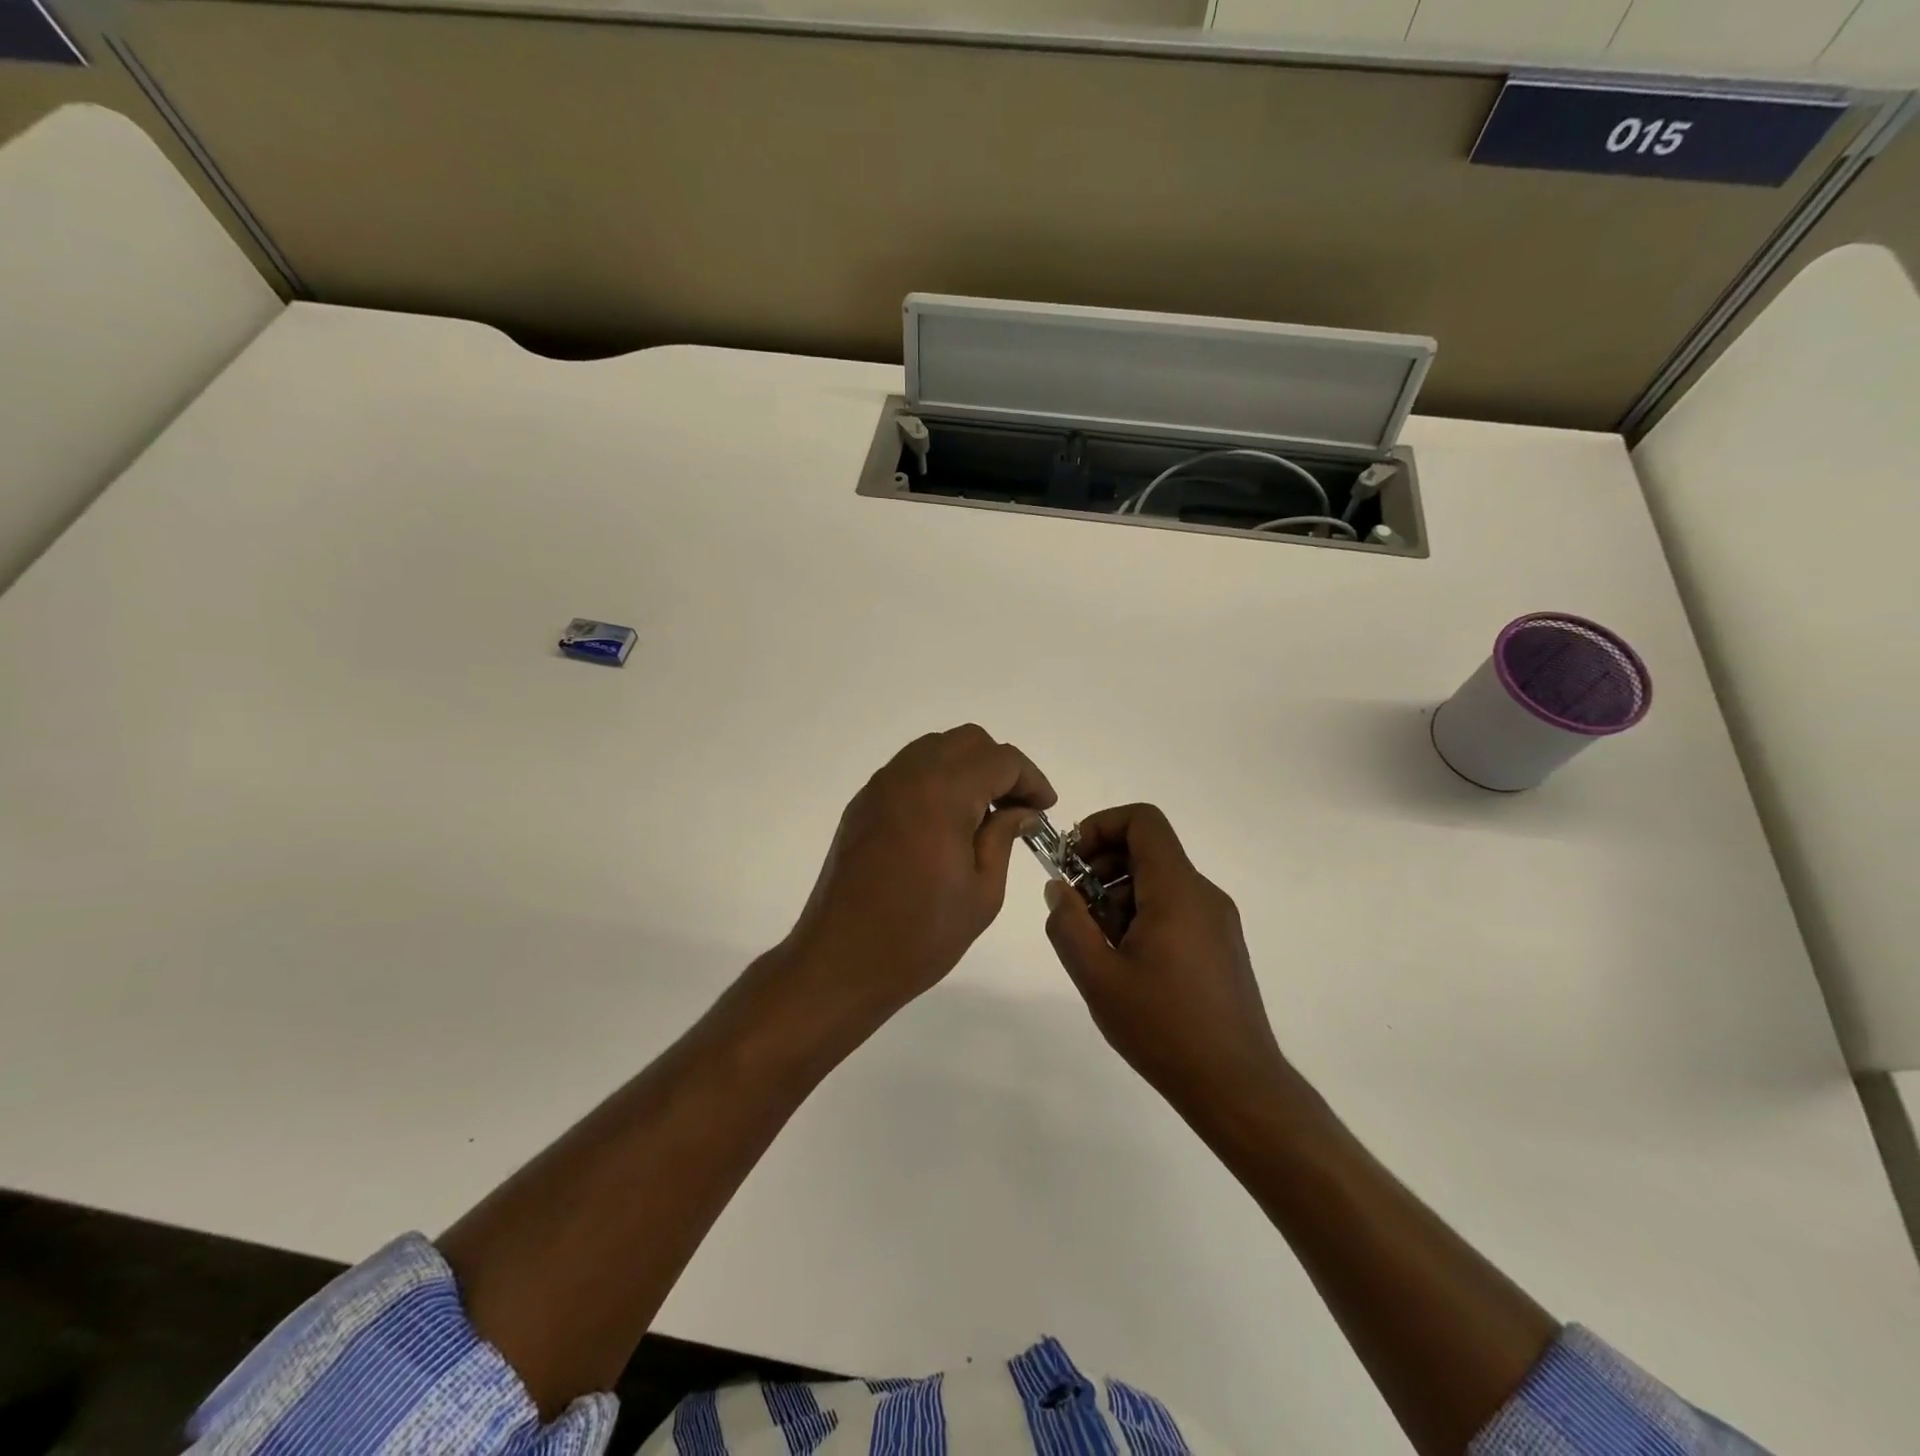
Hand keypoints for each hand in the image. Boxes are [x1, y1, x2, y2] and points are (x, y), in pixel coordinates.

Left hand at [784, 725, 1054, 1017]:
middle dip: (1000, 767)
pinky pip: (908, 771)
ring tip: (983, 814)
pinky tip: (945, 822)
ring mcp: (879, 787)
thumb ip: (1004, 837)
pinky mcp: (862, 805)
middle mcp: (908, 775)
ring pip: (935, 749)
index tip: (1045, 809)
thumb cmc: (920, 934)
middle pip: (967, 741)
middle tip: (1017, 809)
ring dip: (967, 769)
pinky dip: (936, 780)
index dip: (1031, 779)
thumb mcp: (982, 892)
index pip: (1000, 759)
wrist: (840, 960)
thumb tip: (1021, 811)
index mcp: (942, 793)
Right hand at [1043, 804, 1285, 1108]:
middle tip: (1077, 913)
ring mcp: (1217, 920)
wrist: (1237, 1087)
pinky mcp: (1222, 945)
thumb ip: (1068, 924)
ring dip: (1119, 898)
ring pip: (1159, 882)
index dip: (1101, 826)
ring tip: (1100, 948)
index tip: (1072, 863)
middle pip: (1147, 851)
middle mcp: (1203, 894)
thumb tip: (1058, 888)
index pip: (1143, 821)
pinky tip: (1129, 967)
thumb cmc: (1163, 1028)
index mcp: (1177, 891)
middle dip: (1102, 869)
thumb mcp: (1097, 977)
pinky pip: (1176, 909)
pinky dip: (1143, 918)